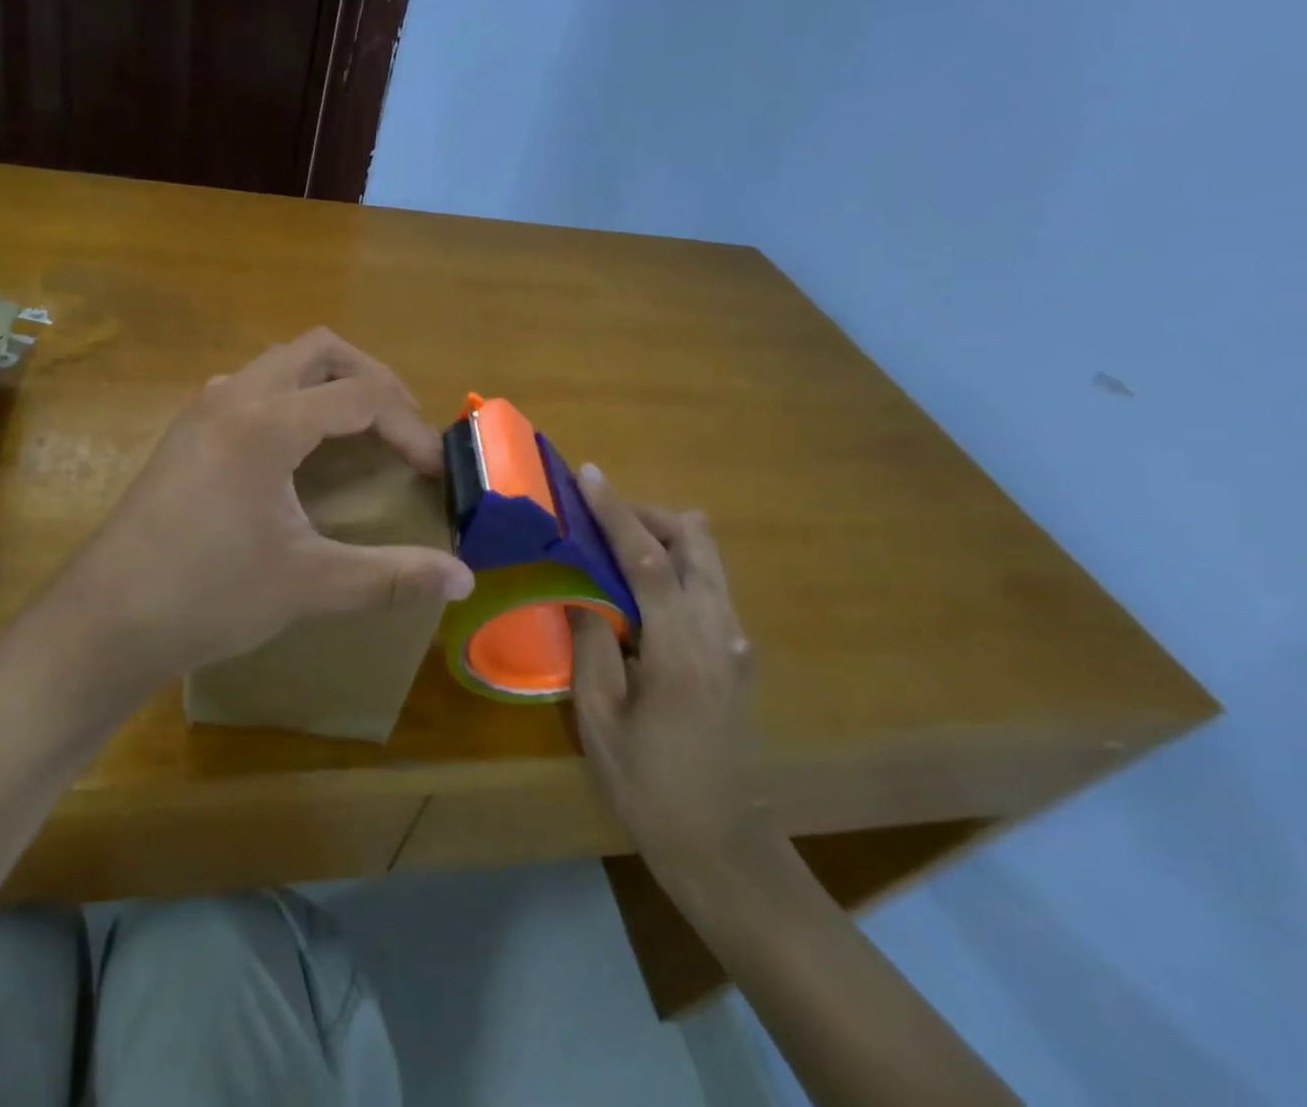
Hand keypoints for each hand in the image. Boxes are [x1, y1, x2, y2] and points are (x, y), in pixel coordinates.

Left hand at [46, 329, 475, 690]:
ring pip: (280, 362)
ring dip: (328, 382)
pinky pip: (252, 386)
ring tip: (359, 431)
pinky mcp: (186, 432)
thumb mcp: (308, 584)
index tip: (432, 472)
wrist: (103, 621)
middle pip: (320, 349)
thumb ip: (391, 576)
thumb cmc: (207, 596)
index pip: (361, 396)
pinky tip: (298, 449)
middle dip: (372, 378)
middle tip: (402, 428)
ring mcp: (203, 409)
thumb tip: (463, 581)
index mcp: (267, 423)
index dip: (409, 428)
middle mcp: (234, 397)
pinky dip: (292, 397)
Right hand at [568, 467, 769, 890]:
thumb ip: (593, 643)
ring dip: (664, 539)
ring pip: (708, 562)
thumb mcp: (599, 717)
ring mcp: (736, 643)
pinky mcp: (737, 655)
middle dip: (649, 516)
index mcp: (682, 648)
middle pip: (695, 544)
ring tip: (613, 545)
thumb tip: (581, 591)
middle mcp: (721, 632)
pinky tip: (639, 590)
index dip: (616, 512)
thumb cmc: (648, 784)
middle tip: (599, 515)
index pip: (648, 559)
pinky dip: (675, 568)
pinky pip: (708, 588)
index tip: (589, 474)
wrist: (720, 844)